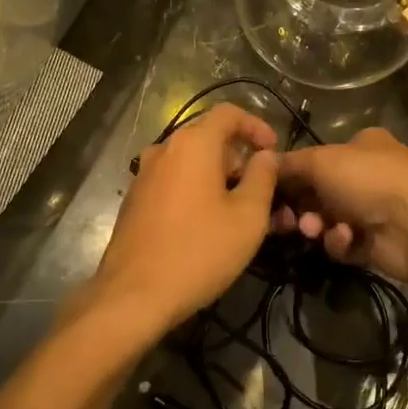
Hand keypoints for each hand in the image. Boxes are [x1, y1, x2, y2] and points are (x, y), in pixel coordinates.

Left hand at [85, 103, 278, 336]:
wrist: (134, 295)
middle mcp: (164, 150)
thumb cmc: (199, 251)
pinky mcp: (135, 201)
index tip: (273, 150)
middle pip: (208, 139)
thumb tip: (265, 156)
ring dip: (218, 178)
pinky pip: (173, 182)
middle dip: (239, 159)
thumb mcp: (248, 216)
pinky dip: (196, 191)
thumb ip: (263, 177)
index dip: (256, 125)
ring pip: (190, 163)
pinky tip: (208, 224)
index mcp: (192, 144)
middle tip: (262, 191)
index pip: (228, 113)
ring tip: (239, 211)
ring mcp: (144, 175)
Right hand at [273, 127, 407, 286]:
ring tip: (316, 230)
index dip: (290, 175)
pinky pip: (344, 243)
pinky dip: (340, 242)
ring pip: (327, 220)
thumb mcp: (321, 161)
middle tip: (282, 219)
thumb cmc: (369, 180)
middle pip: (318, 192)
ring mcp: (374, 210)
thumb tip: (263, 161)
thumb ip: (290, 164)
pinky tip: (346, 239)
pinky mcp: (376, 243)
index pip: (316, 159)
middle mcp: (367, 175)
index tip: (265, 190)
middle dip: (300, 206)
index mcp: (361, 146)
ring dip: (317, 225)